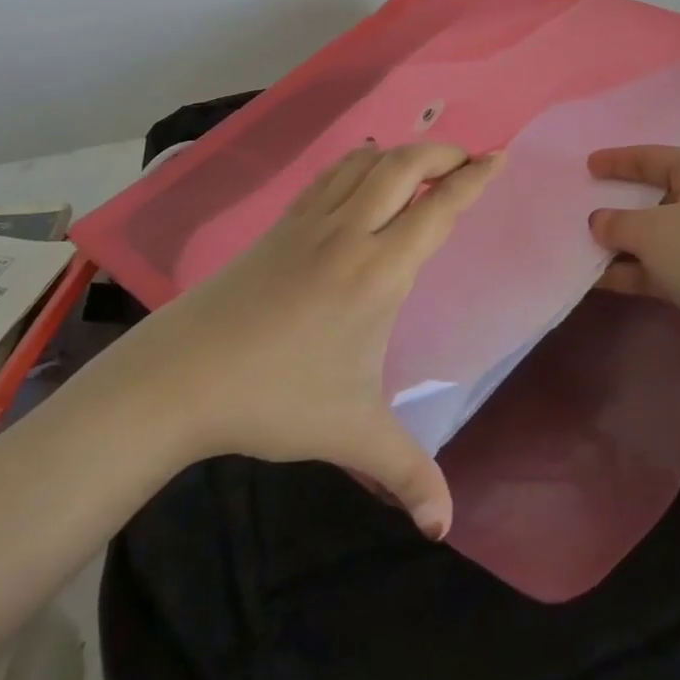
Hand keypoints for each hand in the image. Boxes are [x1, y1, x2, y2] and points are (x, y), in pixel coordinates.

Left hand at [99, 142, 500, 539]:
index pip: (437, 209)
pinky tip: (361, 173)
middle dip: (442, 153)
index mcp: (378, 272)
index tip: (499, 157)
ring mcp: (309, 224)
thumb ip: (406, 472)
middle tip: (467, 159)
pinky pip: (328, 177)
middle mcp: (349, 233)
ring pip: (363, 164)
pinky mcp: (280, 227)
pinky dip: (356, 163)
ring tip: (422, 163)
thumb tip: (445, 527)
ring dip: (399, 153)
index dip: (474, 179)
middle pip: (402, 166)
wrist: (179, 377)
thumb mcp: (350, 434)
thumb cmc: (273, 397)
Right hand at [588, 145, 679, 373]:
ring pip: (659, 236)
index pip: (654, 157)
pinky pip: (664, 267)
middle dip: (620, 204)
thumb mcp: (651, 230)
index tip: (588, 165)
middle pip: (657, 196)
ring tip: (582, 247)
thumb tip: (598, 221)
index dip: (619, 160)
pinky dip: (636, 271)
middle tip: (584, 205)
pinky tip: (600, 280)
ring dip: (623, 243)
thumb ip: (617, 222)